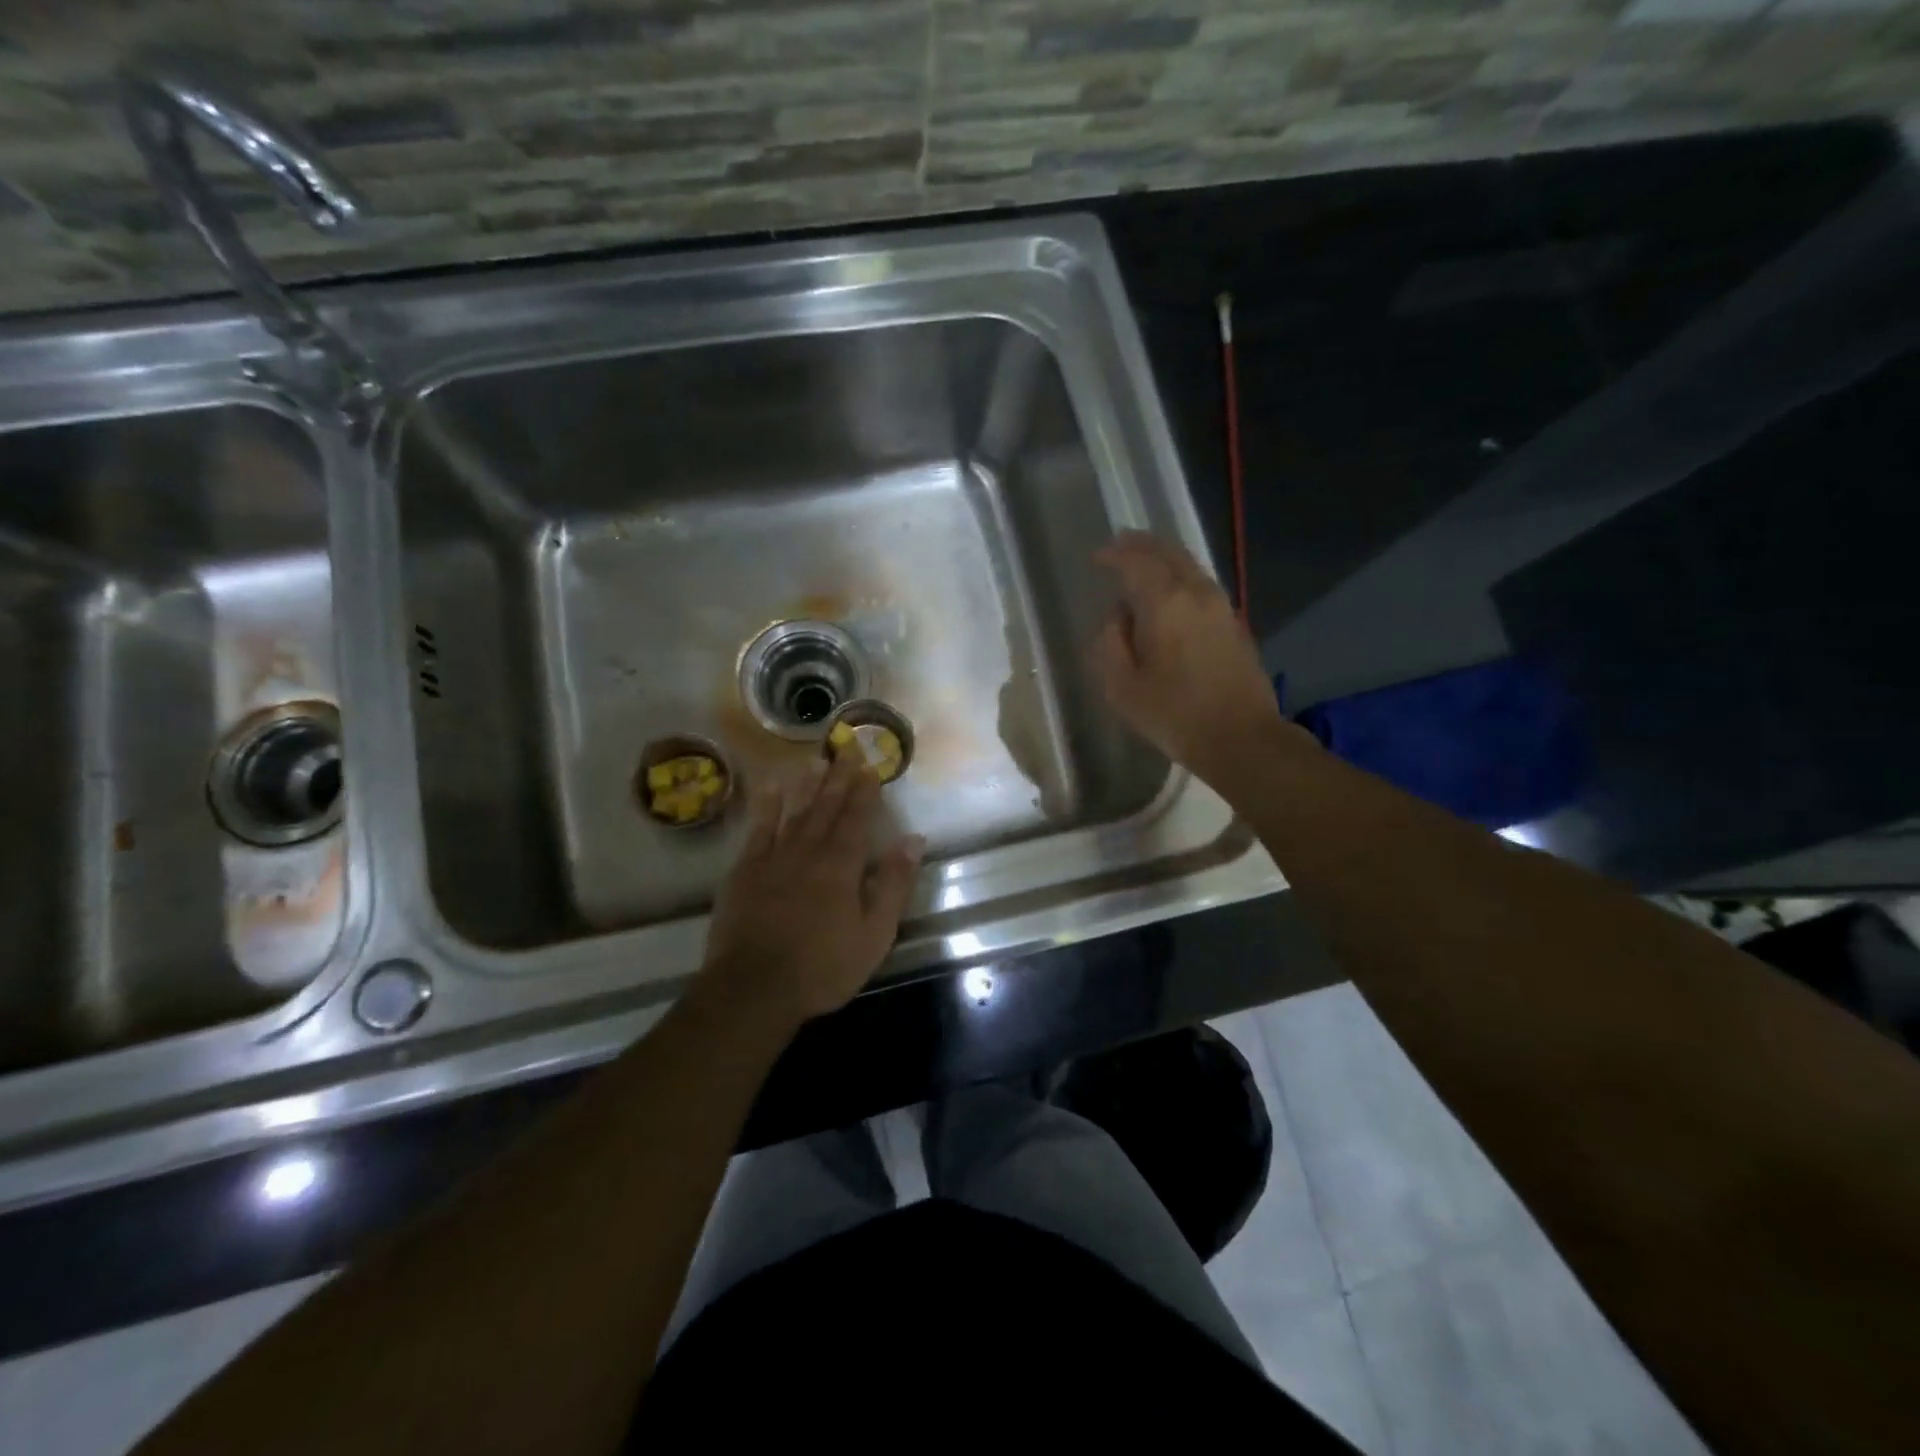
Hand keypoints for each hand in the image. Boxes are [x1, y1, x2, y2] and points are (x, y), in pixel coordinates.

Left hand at [700, 751, 924, 1029]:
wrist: (753, 989)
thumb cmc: (822, 968)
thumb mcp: (874, 934)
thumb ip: (894, 884)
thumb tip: (913, 839)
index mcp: (841, 866)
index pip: (856, 818)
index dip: (865, 791)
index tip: (871, 766)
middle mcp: (808, 851)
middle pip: (826, 807)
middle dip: (839, 777)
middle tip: (847, 748)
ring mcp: (772, 858)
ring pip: (793, 811)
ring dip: (806, 784)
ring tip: (815, 759)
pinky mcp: (744, 871)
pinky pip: (758, 829)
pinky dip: (767, 806)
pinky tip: (772, 787)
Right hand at [1090, 531, 1291, 785]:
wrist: (1242, 738)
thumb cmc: (1175, 715)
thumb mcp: (1122, 687)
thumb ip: (1111, 643)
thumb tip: (1117, 617)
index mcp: (1165, 604)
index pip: (1136, 563)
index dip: (1114, 555)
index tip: (1097, 557)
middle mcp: (1196, 593)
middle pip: (1169, 553)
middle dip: (1142, 545)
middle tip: (1120, 543)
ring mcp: (1221, 606)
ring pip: (1190, 566)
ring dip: (1164, 558)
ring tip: (1144, 563)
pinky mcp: (1235, 624)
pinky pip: (1202, 585)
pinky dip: (1181, 577)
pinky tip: (1172, 593)